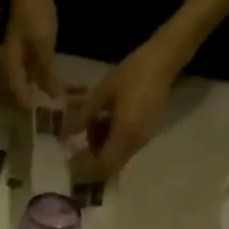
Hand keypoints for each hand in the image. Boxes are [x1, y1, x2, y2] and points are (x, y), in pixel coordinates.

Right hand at [0, 0, 59, 107]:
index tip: (44, 119)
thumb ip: (48, 72)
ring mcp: (22, 59)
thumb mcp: (43, 46)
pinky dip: (49, 78)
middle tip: (55, 115)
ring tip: (62, 100)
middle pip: (24, 90)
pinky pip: (39, 71)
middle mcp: (13, 66)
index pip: (18, 94)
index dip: (31, 107)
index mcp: (11, 66)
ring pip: (33, 81)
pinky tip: (61, 85)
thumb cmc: (34, 16)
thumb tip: (55, 97)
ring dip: (46, 89)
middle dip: (39, 101)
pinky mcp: (32, 52)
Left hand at [64, 38, 178, 178]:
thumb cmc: (132, 73)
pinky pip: (125, 145)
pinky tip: (108, 117)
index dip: (86, 168)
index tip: (72, 160)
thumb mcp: (102, 93)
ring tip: (95, 120)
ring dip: (102, 144)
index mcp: (125, 135)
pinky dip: (112, 138)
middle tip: (82, 138)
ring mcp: (143, 138)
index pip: (103, 166)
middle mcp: (136, 143)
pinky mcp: (147, 132)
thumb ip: (83, 117)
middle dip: (93, 156)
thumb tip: (64, 136)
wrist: (164, 60)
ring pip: (117, 155)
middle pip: (110, 164)